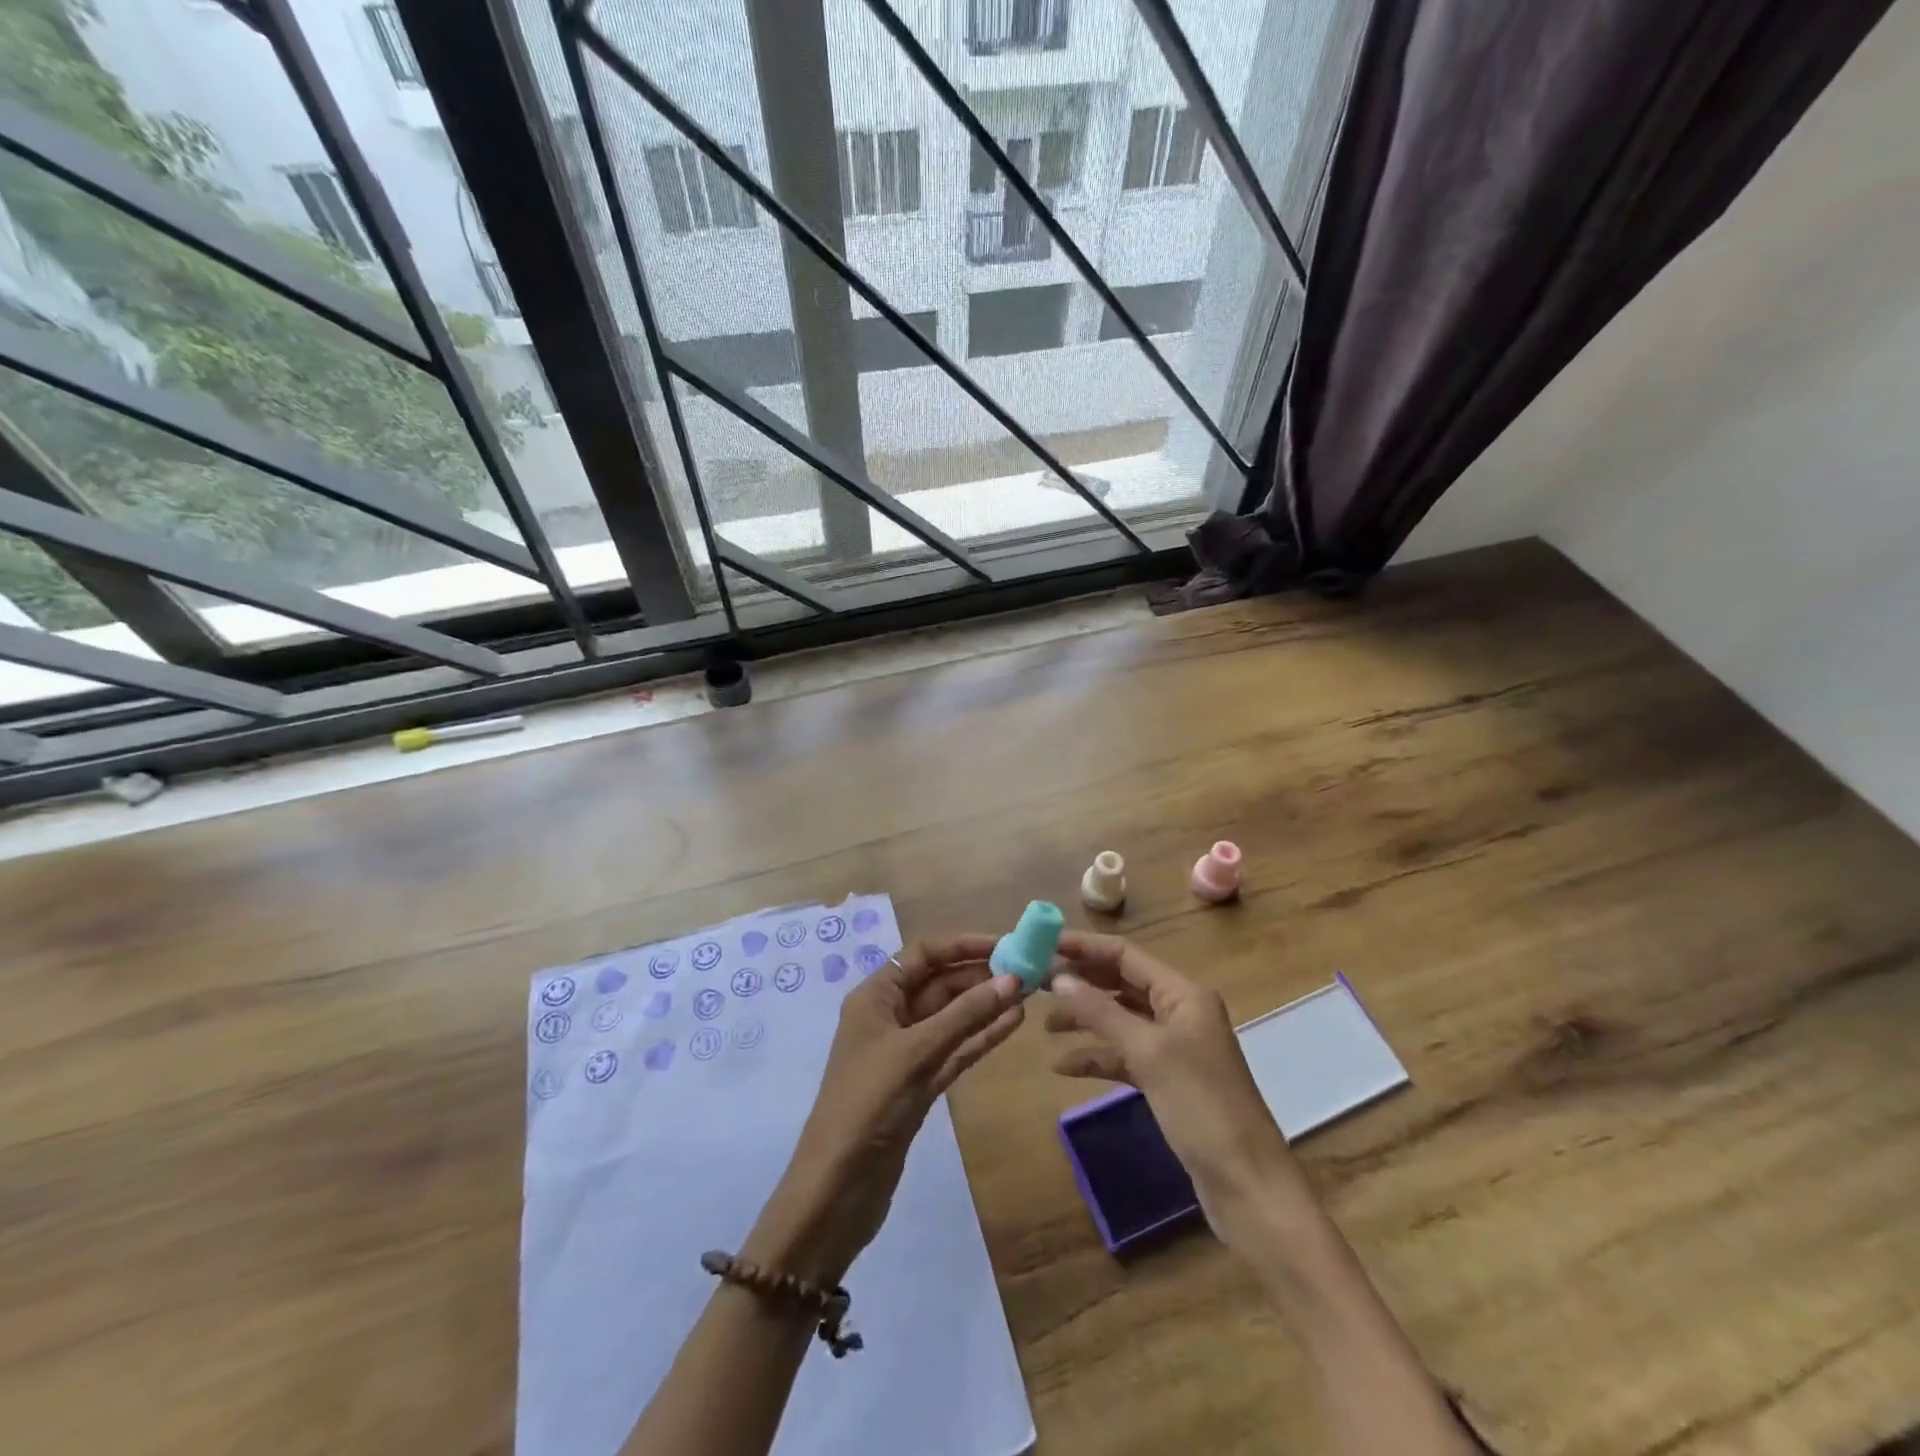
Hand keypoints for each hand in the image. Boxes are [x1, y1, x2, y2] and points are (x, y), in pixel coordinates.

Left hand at [745, 936, 1023, 1285]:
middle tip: (1029, 969)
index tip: (1006, 943)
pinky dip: (981, 1036)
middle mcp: (890, 1015)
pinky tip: (1013, 1023)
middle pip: (941, 983)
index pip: (924, 954)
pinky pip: (956, 1048)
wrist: (838, 1189)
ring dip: (987, 1005)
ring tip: (1030, 991)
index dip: (964, 944)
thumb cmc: (868, 1104)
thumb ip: (965, 1015)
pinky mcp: (921, 1083)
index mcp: (875, 996)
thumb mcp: (916, 1052)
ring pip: (953, 1017)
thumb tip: (1012, 979)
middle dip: (981, 975)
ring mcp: (907, 1051)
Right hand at [1045, 932, 1303, 1243]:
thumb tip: (1058, 978)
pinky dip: (1097, 1057)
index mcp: (1183, 994)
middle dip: (1081, 982)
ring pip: (1120, 1019)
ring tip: (1045, 1025)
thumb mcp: (1148, 1053)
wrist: (1247, 1184)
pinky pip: (1124, 1056)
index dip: (1084, 947)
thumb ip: (1101, 1013)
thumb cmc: (1201, 1106)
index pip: (1125, 955)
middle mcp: (1179, 1012)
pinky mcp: (1167, 1080)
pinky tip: (1063, 1067)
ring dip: (1085, 1019)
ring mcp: (1174, 1047)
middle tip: (1036, 983)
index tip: (1043, 945)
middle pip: (1121, 984)